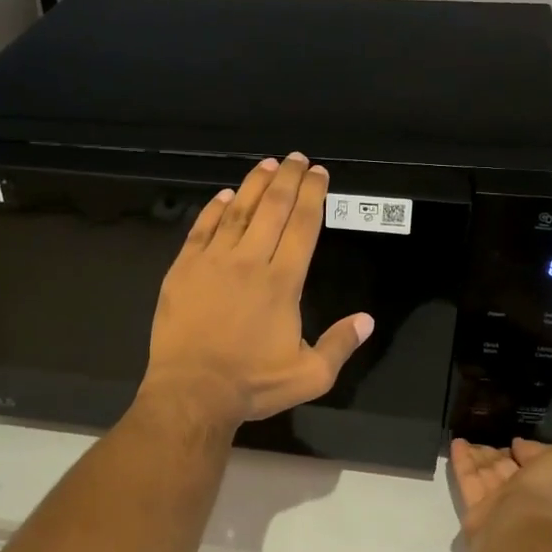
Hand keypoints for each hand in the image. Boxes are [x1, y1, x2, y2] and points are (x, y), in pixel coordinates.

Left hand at [142, 153, 373, 430]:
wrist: (192, 392)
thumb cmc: (252, 384)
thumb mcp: (310, 376)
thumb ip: (340, 345)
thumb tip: (367, 320)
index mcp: (283, 281)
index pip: (303, 226)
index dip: (314, 195)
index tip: (320, 174)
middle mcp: (250, 261)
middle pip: (273, 208)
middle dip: (288, 179)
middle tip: (297, 158)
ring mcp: (213, 262)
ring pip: (237, 211)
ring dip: (254, 185)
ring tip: (268, 164)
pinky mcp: (183, 269)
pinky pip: (201, 230)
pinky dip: (213, 210)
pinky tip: (223, 196)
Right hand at [450, 438, 551, 545]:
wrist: (522, 533)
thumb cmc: (549, 494)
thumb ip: (544, 448)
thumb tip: (520, 447)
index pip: (536, 464)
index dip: (525, 450)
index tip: (511, 437)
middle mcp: (527, 499)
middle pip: (508, 469)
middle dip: (496, 453)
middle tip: (482, 432)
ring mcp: (501, 507)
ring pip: (486, 474)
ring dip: (476, 455)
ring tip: (465, 436)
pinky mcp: (476, 513)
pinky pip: (469, 481)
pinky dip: (462, 462)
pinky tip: (456, 443)